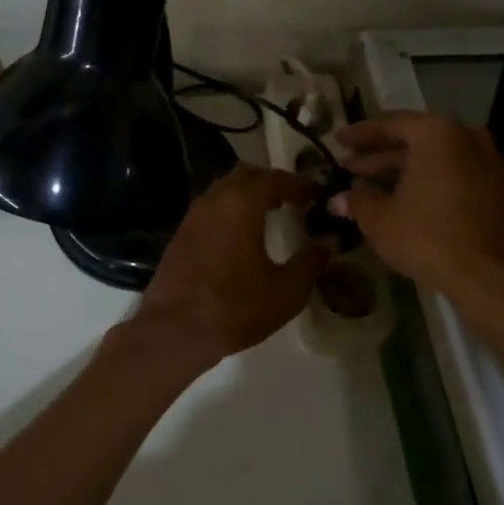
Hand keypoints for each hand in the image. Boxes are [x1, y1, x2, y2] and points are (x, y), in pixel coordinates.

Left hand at [133, 165, 327, 368]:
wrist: (174, 330)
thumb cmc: (236, 307)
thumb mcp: (286, 290)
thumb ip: (310, 261)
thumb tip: (329, 241)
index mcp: (242, 203)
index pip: (275, 178)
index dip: (299, 183)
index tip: (318, 193)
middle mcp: (215, 199)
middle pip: (246, 174)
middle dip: (271, 182)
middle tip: (293, 199)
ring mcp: (193, 215)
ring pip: (224, 189)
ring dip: (248, 194)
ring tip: (269, 214)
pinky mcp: (181, 233)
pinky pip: (210, 208)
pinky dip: (229, 210)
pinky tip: (241, 234)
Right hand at [331, 112, 503, 308]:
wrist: (487, 277)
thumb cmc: (426, 236)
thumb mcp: (379, 219)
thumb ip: (356, 201)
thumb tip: (337, 200)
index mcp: (437, 133)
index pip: (391, 124)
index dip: (360, 134)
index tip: (338, 140)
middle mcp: (468, 138)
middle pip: (417, 141)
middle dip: (382, 156)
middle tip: (351, 168)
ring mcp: (491, 164)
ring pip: (440, 159)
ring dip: (408, 171)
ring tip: (376, 187)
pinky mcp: (503, 192)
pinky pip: (460, 176)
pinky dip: (435, 183)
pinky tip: (413, 203)